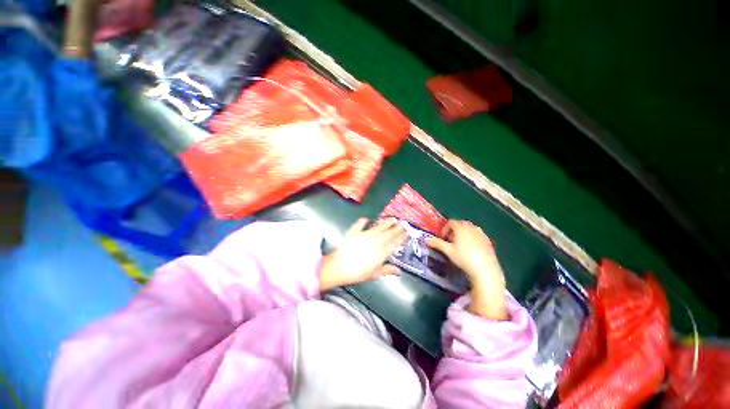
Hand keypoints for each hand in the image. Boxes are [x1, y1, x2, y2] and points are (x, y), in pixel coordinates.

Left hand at [319, 218, 406, 291]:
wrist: (339, 267)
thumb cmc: (357, 273)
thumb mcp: (374, 274)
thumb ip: (387, 270)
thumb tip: (399, 271)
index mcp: (381, 252)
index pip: (394, 243)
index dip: (401, 237)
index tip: (406, 233)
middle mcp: (375, 241)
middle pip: (388, 233)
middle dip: (397, 228)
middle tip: (403, 223)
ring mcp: (365, 235)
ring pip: (378, 227)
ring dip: (386, 223)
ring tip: (392, 219)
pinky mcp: (354, 232)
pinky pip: (360, 224)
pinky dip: (363, 221)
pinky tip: (366, 219)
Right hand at [425, 220, 507, 319]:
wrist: (485, 270)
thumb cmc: (464, 258)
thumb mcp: (448, 251)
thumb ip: (437, 243)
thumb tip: (426, 239)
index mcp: (461, 228)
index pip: (451, 222)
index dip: (444, 229)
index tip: (442, 238)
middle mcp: (472, 227)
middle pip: (460, 223)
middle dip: (453, 230)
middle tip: (449, 241)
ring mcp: (481, 234)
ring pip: (470, 228)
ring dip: (463, 233)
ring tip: (459, 244)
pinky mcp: (488, 241)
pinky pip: (478, 234)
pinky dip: (472, 237)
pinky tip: (471, 249)